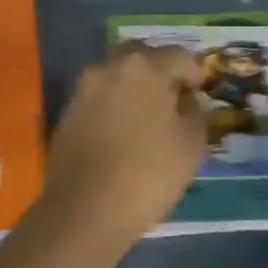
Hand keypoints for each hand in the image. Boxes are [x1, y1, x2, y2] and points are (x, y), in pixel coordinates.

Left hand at [40, 43, 206, 247]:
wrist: (84, 210)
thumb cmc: (148, 173)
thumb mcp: (191, 144)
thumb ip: (196, 113)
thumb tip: (187, 102)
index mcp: (144, 67)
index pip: (178, 56)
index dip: (194, 74)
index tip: (200, 93)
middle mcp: (110, 68)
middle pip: (142, 58)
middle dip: (160, 72)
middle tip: (174, 99)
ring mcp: (83, 90)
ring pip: (117, 77)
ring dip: (134, 89)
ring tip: (149, 118)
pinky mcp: (67, 114)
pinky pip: (99, 100)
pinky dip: (114, 107)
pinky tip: (124, 134)